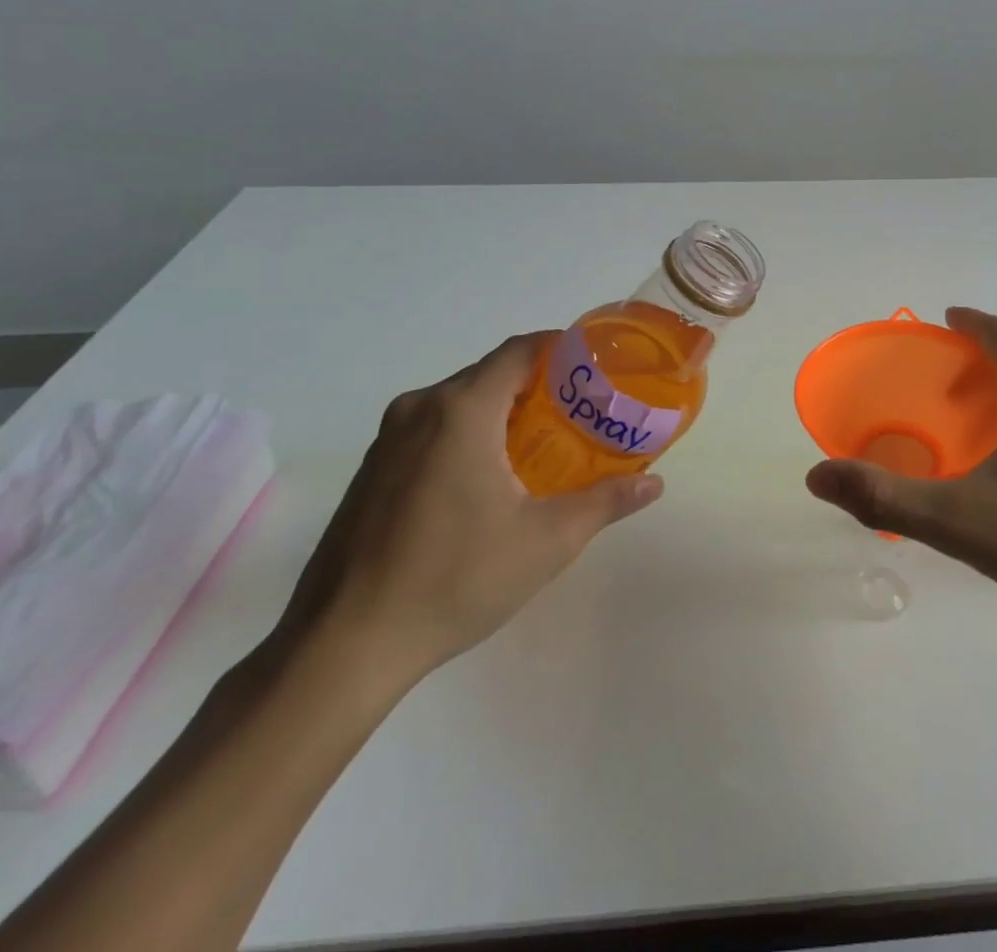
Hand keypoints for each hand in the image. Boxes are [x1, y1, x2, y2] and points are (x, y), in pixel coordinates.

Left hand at [274, 332, 662, 694]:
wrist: (342, 647)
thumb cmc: (454, 579)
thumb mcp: (547, 541)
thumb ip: (605, 502)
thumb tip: (654, 484)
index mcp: (461, 410)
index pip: (520, 351)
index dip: (563, 349)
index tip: (599, 368)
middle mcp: (420, 409)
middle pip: (492, 373)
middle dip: (541, 385)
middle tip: (585, 411)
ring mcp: (388, 439)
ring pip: (461, 401)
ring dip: (505, 410)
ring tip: (547, 442)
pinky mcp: (373, 469)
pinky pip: (434, 428)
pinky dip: (472, 433)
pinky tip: (493, 477)